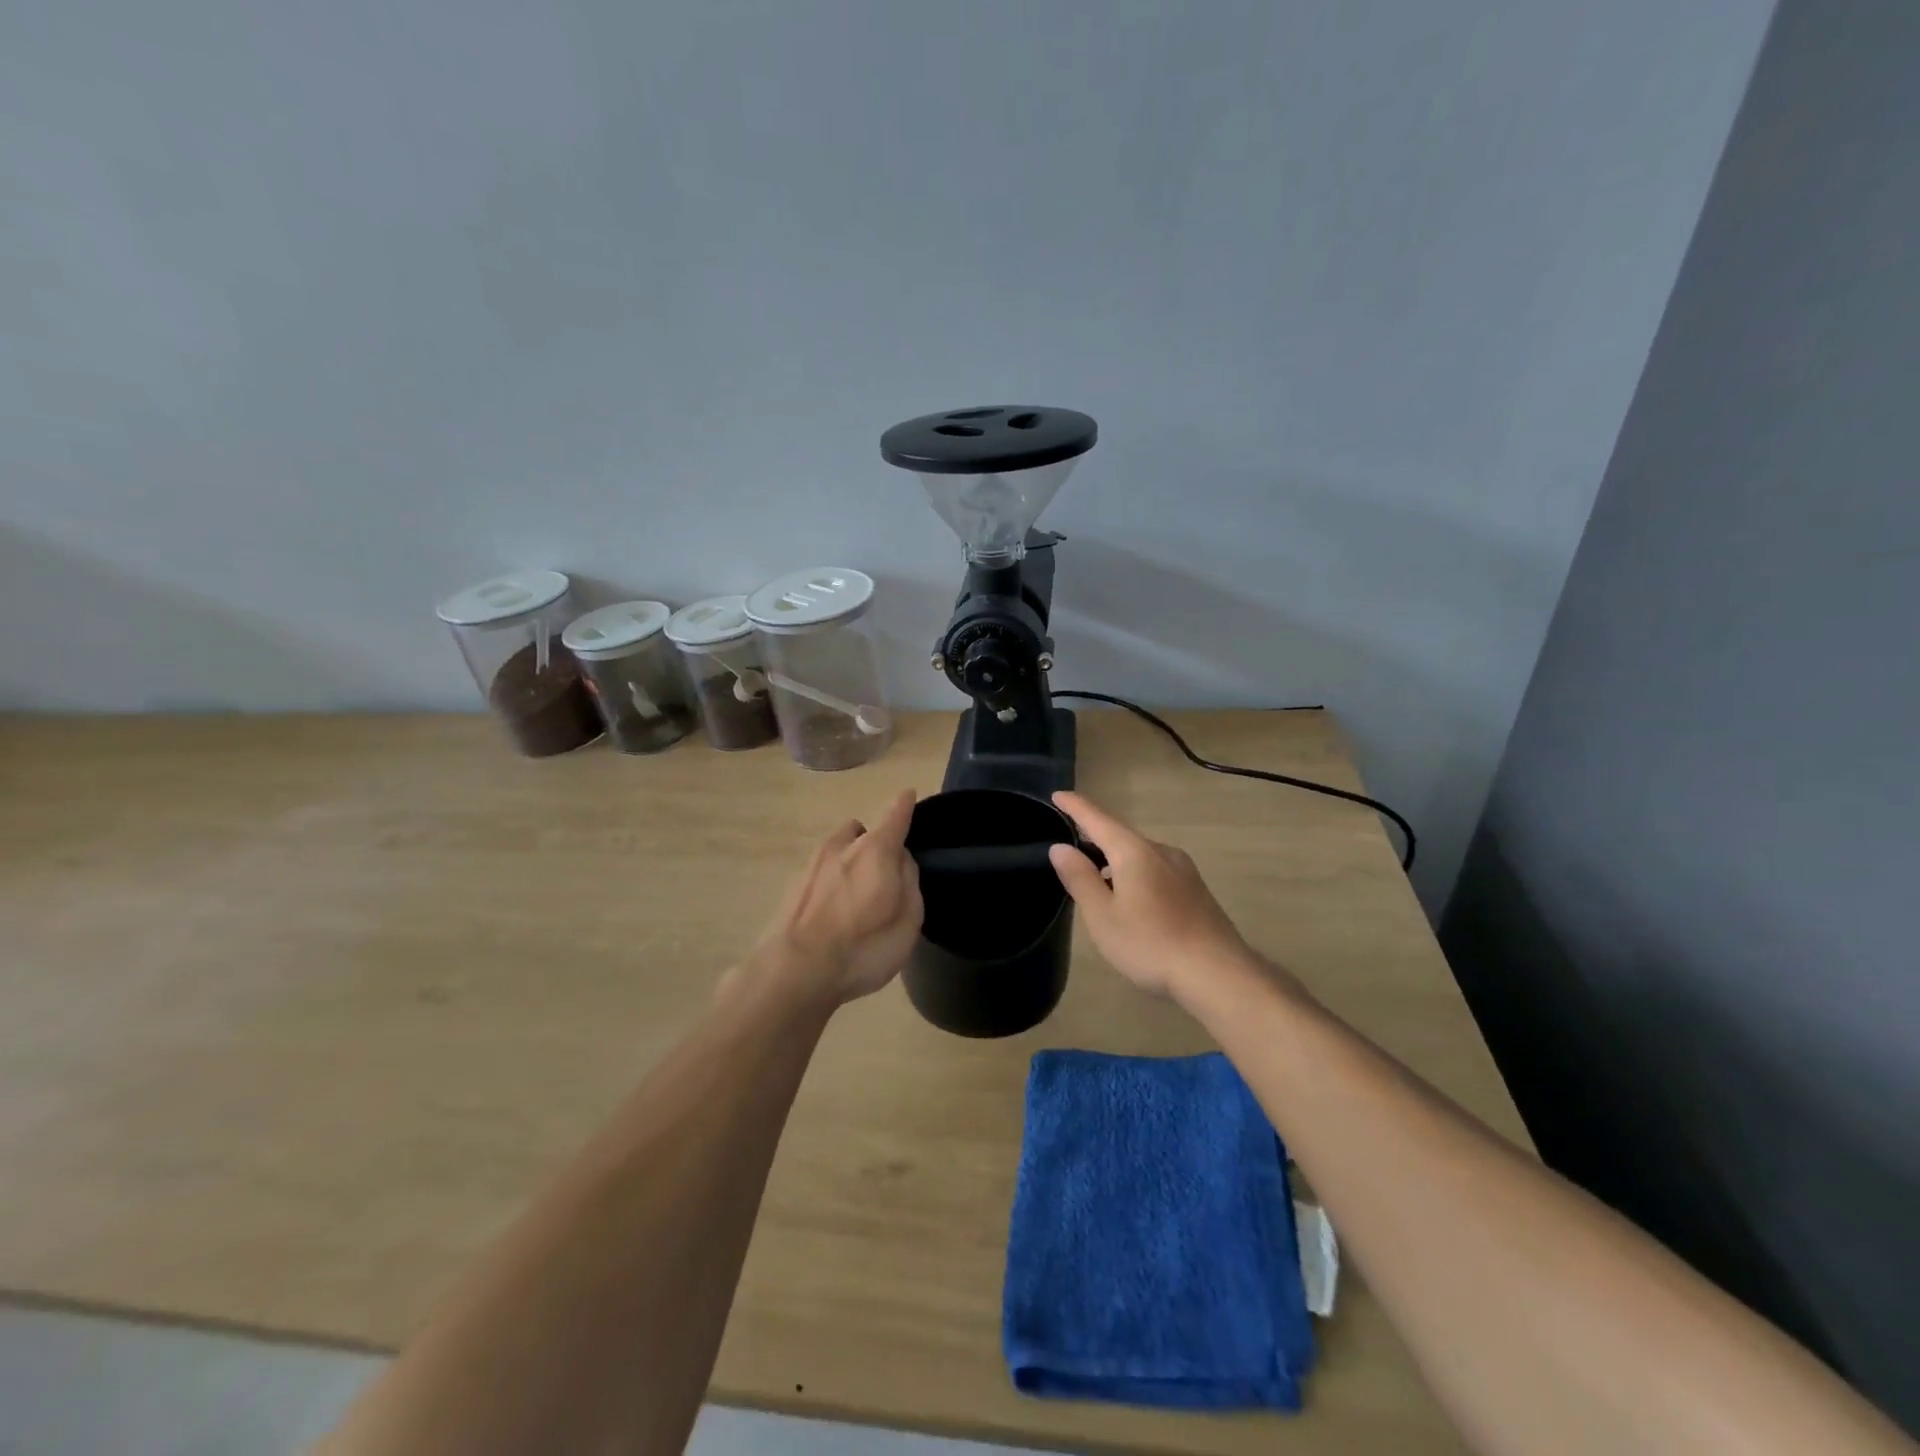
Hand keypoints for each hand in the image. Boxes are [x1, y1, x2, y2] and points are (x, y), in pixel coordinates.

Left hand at [750, 789, 922, 1008]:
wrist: (794, 972)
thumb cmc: (863, 947)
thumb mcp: (907, 919)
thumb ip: (909, 881)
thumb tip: (901, 860)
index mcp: (875, 850)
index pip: (894, 816)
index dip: (903, 805)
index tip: (907, 794)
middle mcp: (841, 847)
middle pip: (861, 831)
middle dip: (872, 843)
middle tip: (882, 874)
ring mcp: (811, 865)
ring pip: (836, 850)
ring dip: (847, 863)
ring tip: (854, 898)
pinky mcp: (791, 888)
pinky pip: (819, 874)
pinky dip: (829, 884)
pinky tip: (831, 915)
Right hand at [1048, 791, 1253, 1002]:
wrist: (1218, 974)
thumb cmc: (1150, 943)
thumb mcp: (1103, 916)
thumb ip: (1080, 878)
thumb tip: (1060, 847)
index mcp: (1134, 851)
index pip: (1097, 819)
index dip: (1075, 806)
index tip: (1057, 794)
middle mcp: (1161, 850)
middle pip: (1120, 836)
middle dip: (1095, 838)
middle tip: (1070, 848)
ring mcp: (1183, 869)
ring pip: (1140, 855)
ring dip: (1115, 861)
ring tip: (1097, 880)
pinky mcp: (1195, 890)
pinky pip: (1155, 870)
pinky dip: (1134, 874)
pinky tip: (1131, 900)